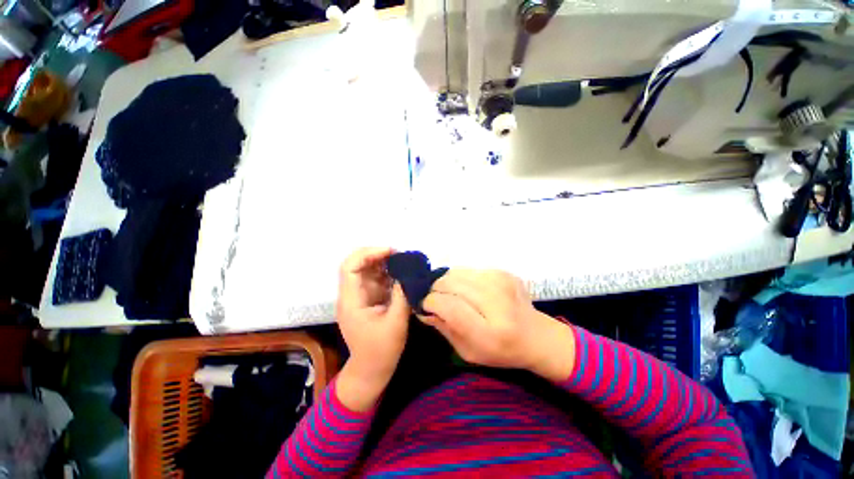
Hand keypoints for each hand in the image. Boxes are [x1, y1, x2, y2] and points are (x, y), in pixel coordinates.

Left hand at [335, 247, 409, 411]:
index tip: (390, 252)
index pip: (349, 267)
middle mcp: (352, 294)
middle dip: (378, 255)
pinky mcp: (369, 298)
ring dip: (384, 262)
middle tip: (400, 255)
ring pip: (367, 269)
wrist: (371, 370)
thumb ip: (401, 296)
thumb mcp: (396, 323)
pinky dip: (388, 272)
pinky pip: (376, 278)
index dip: (368, 254)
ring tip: (404, 261)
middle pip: (357, 264)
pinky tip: (401, 272)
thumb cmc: (381, 350)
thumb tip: (408, 273)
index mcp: (351, 300)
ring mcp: (360, 295)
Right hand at [420, 269, 575, 382]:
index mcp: (489, 331)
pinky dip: (462, 278)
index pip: (449, 306)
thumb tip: (423, 307)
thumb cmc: (500, 351)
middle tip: (436, 299)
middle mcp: (497, 302)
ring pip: (457, 272)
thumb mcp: (467, 351)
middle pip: (451, 283)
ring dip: (447, 282)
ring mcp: (501, 282)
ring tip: (451, 293)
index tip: (426, 305)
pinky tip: (469, 290)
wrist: (537, 336)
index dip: (431, 302)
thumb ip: (443, 327)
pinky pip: (470, 269)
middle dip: (436, 289)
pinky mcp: (504, 272)